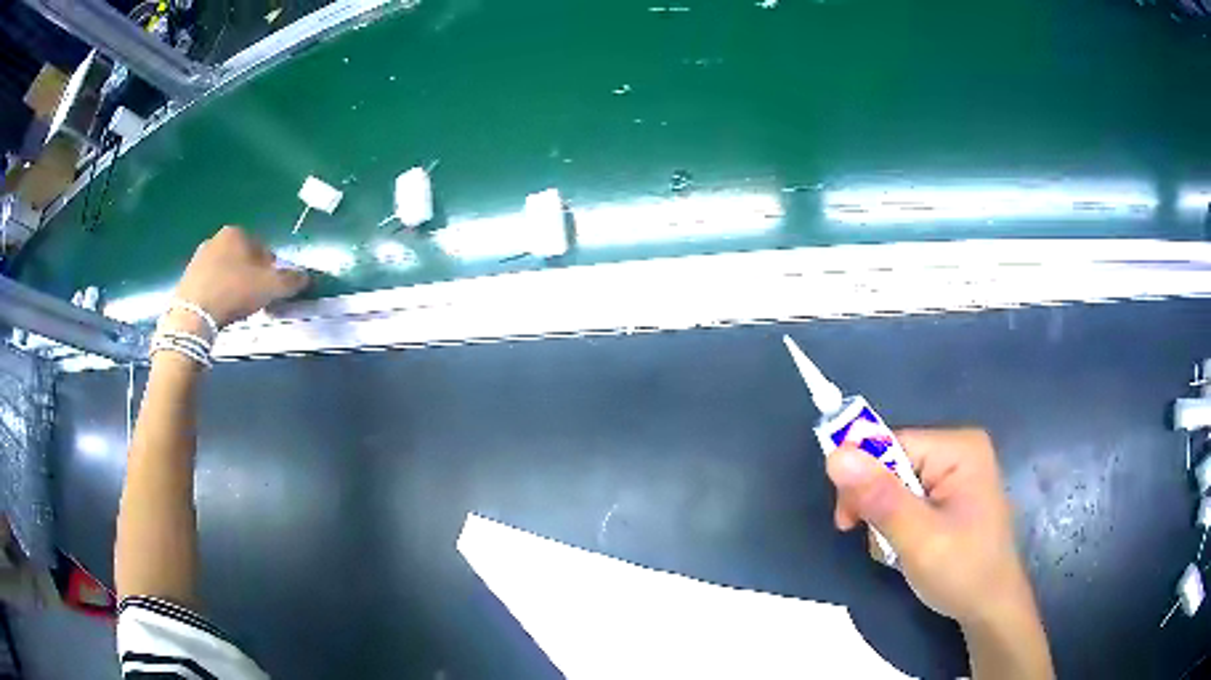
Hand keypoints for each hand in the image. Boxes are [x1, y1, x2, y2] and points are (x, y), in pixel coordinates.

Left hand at [173, 226, 308, 328]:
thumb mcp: (270, 287)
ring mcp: (199, 256)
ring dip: (233, 283)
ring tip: (236, 306)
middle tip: (254, 298)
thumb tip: (306, 276)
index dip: (270, 269)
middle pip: (242, 257)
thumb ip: (291, 280)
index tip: (270, 289)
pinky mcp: (188, 275)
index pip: (262, 248)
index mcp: (238, 233)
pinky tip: (220, 308)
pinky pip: (210, 281)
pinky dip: (218, 291)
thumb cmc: (234, 292)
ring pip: (225, 269)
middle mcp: (217, 238)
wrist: (194, 313)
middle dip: (250, 275)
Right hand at [826, 428, 1036, 628]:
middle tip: (877, 543)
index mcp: (958, 448)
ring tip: (898, 552)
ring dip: (885, 519)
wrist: (991, 609)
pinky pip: (909, 498)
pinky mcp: (952, 495)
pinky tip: (907, 548)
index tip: (847, 522)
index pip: (891, 445)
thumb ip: (879, 498)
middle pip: (893, 463)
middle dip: (876, 504)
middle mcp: (958, 450)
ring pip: (897, 484)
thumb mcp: (918, 539)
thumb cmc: (962, 572)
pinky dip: (898, 524)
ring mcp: (957, 473)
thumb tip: (835, 455)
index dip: (862, 478)